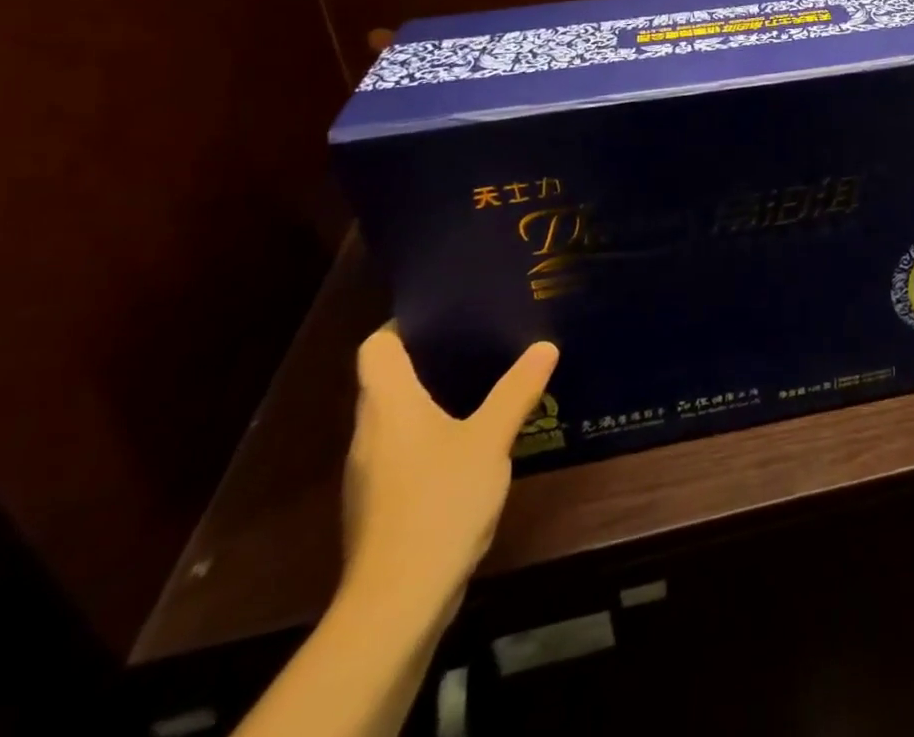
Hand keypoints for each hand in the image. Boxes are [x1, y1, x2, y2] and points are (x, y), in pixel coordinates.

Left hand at [342, 327, 558, 615]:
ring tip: (482, 381)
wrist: (398, 602)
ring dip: (431, 398)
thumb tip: (545, 346)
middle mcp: (369, 432)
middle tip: (479, 338)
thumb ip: (517, 391)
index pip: (376, 346)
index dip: (404, 324)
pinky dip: (431, 434)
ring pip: (396, 417)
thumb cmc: (439, 502)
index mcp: (388, 405)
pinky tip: (470, 440)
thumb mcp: (490, 439)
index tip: (447, 311)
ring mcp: (370, 472)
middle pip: (387, 379)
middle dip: (429, 357)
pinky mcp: (382, 504)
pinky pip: (404, 449)